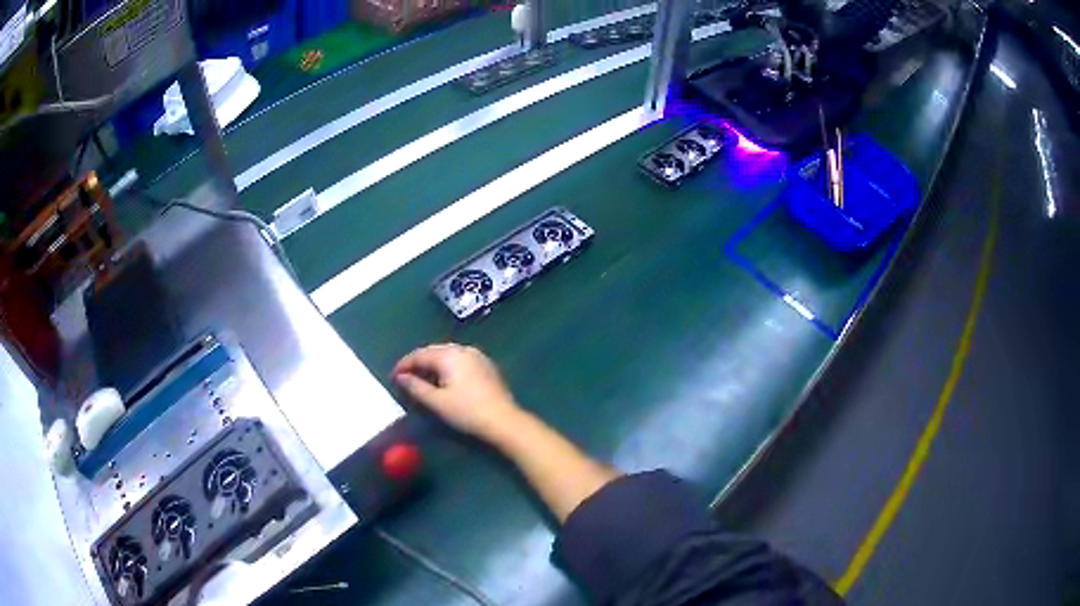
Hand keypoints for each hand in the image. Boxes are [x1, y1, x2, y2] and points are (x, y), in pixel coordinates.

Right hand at [392, 344, 522, 438]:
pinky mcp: (486, 366)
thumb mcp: (437, 402)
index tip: (393, 376)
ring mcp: (477, 356)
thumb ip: (416, 387)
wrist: (504, 421)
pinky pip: (459, 360)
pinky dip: (446, 367)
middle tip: (405, 377)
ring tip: (421, 379)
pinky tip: (443, 380)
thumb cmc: (467, 412)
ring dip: (432, 364)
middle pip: (434, 351)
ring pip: (447, 355)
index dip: (404, 364)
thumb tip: (401, 377)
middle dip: (418, 362)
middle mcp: (463, 349)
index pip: (420, 354)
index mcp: (449, 355)